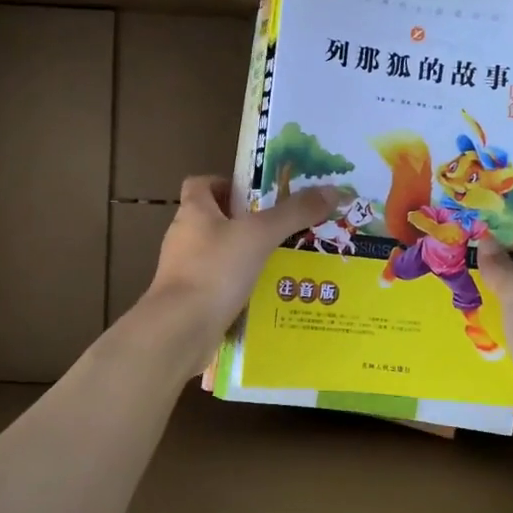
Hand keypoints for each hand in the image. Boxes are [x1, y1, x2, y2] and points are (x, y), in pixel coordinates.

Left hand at [142, 175, 350, 366]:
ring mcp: (182, 271)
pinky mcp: (188, 300)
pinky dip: (236, 286)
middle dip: (243, 222)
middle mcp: (183, 237)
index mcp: (193, 212)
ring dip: (242, 256)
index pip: (200, 184)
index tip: (254, 195)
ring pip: (216, 254)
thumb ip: (294, 213)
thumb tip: (332, 189)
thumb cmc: (216, 270)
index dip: (225, 184)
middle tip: (279, 229)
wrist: (180, 329)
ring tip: (278, 263)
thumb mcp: (260, 235)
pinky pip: (216, 285)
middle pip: (211, 219)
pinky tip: (262, 295)